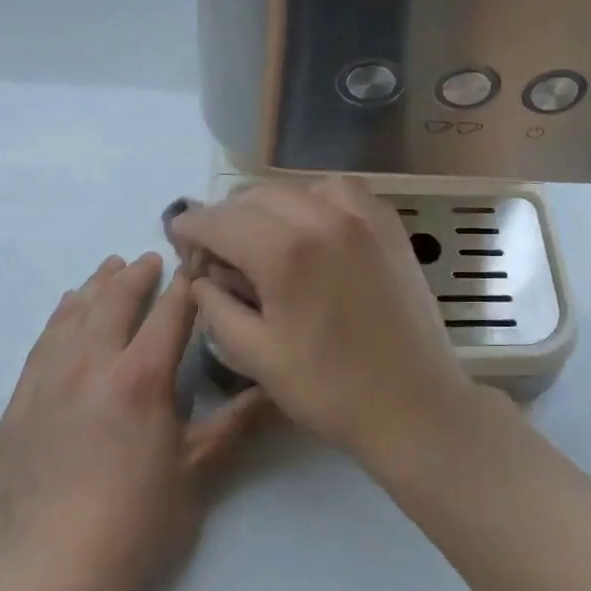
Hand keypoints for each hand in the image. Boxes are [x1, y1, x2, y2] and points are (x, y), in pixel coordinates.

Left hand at [0, 253, 267, 590]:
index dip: (187, 283)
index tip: (198, 262)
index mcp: (141, 377)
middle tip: (151, 258)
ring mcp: (47, 384)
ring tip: (109, 270)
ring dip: (94, 287)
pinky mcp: (17, 407)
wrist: (48, 578)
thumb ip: (238, 422)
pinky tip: (65, 312)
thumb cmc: (136, 524)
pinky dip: (58, 318)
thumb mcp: (199, 472)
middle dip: (136, 275)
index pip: (170, 312)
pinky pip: (40, 345)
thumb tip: (278, 388)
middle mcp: (91, 366)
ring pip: (71, 316)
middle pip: (113, 301)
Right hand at [169, 178, 495, 466]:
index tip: (178, 236)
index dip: (191, 227)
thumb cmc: (328, 388)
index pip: (221, 220)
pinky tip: (312, 230)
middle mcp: (325, 216)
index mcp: (285, 250)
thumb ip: (216, 304)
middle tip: (218, 249)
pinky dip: (317, 201)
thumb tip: (203, 274)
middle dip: (229, 218)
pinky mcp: (390, 225)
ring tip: (264, 238)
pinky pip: (343, 193)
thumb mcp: (254, 354)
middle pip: (258, 197)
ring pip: (300, 188)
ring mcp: (364, 216)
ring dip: (272, 206)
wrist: (412, 402)